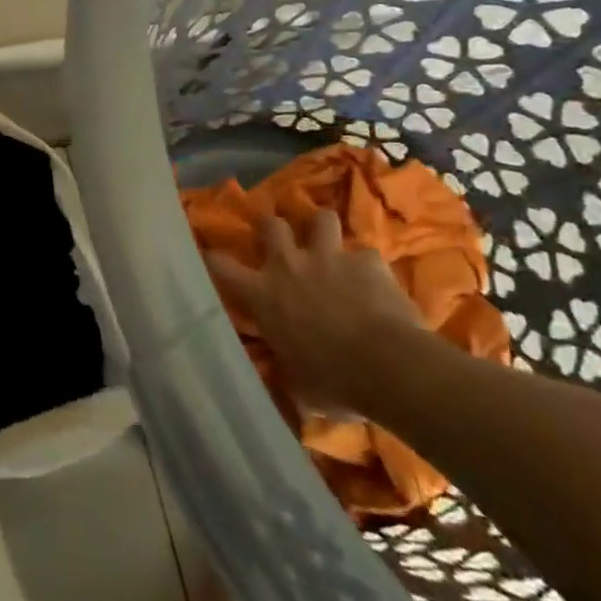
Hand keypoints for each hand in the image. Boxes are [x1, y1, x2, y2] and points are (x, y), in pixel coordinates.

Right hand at [202, 209, 422, 413]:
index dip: (213, 258)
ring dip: (323, 230)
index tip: (213, 257)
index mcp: (263, 294)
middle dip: (274, 228)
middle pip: (271, 225)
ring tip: (330, 245)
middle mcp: (289, 265)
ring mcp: (329, 258)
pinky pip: (367, 255)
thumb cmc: (333, 381)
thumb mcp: (296, 380)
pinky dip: (369, 267)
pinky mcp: (368, 261)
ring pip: (321, 219)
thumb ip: (285, 362)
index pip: (220, 265)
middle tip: (281, 240)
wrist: (388, 366)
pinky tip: (377, 282)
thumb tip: (283, 365)